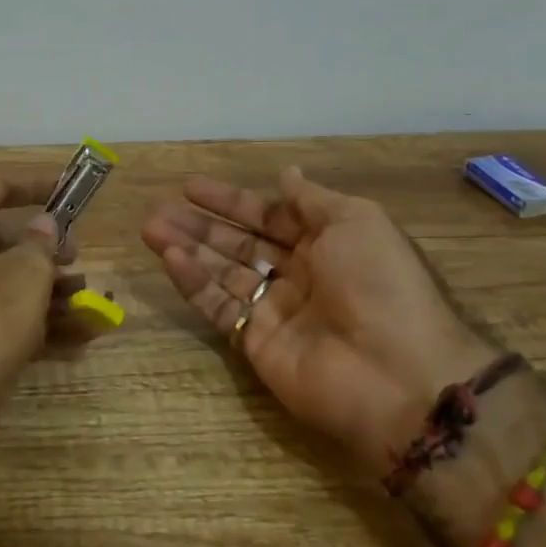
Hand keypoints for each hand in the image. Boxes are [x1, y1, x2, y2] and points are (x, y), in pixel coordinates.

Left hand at [0, 175, 77, 488]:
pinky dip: (34, 321)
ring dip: (47, 288)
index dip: (33, 185)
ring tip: (90, 299)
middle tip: (78, 257)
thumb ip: (41, 243)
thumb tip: (43, 224)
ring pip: (2, 281)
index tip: (67, 190)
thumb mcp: (24, 275)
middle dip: (44, 248)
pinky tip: (80, 335)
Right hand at [143, 167, 497, 478]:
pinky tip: (169, 258)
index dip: (230, 201)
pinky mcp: (254, 343)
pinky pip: (218, 307)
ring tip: (150, 228)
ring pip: (221, 273)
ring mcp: (274, 311)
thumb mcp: (357, 221)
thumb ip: (313, 199)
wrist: (396, 372)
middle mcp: (298, 275)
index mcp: (327, 244)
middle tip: (158, 209)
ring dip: (187, 249)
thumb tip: (287, 174)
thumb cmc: (379, 284)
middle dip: (199, 225)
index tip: (190, 186)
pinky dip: (193, 283)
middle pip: (238, 244)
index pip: (268, 216)